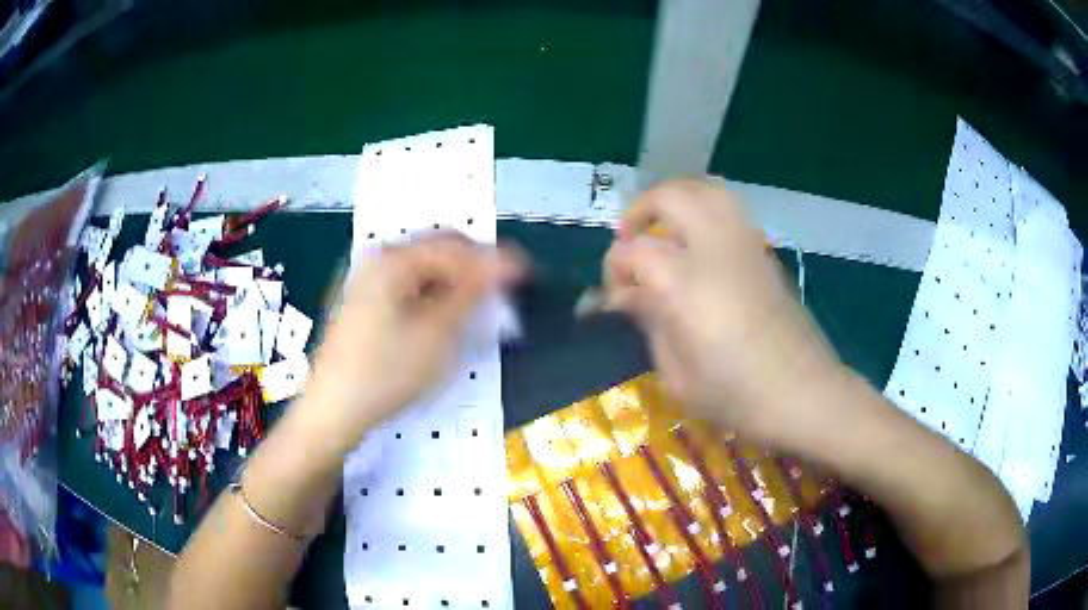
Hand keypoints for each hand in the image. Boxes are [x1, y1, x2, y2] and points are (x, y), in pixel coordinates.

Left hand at [302, 233, 522, 451]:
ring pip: (422, 269)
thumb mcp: (438, 333)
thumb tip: (506, 263)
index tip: (525, 275)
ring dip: (454, 283)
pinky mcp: (363, 302)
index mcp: (393, 259)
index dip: (493, 259)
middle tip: (501, 293)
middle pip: (436, 250)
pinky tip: (443, 319)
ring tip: (477, 308)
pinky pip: (407, 286)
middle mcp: (377, 259)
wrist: (334, 410)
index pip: (455, 246)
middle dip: (472, 268)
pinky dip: (432, 296)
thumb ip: (473, 292)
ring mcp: (366, 280)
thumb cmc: (386, 371)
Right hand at [603, 181, 848, 447]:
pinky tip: (698, 240)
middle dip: (640, 211)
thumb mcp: (677, 375)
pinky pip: (730, 209)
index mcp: (686, 284)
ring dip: (676, 198)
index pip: (634, 251)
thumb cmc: (737, 396)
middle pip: (671, 197)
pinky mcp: (764, 252)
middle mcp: (715, 250)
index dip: (615, 269)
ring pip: (706, 189)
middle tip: (629, 239)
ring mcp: (745, 245)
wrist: (803, 393)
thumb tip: (627, 296)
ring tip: (663, 226)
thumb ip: (649, 323)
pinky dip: (704, 208)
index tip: (615, 297)